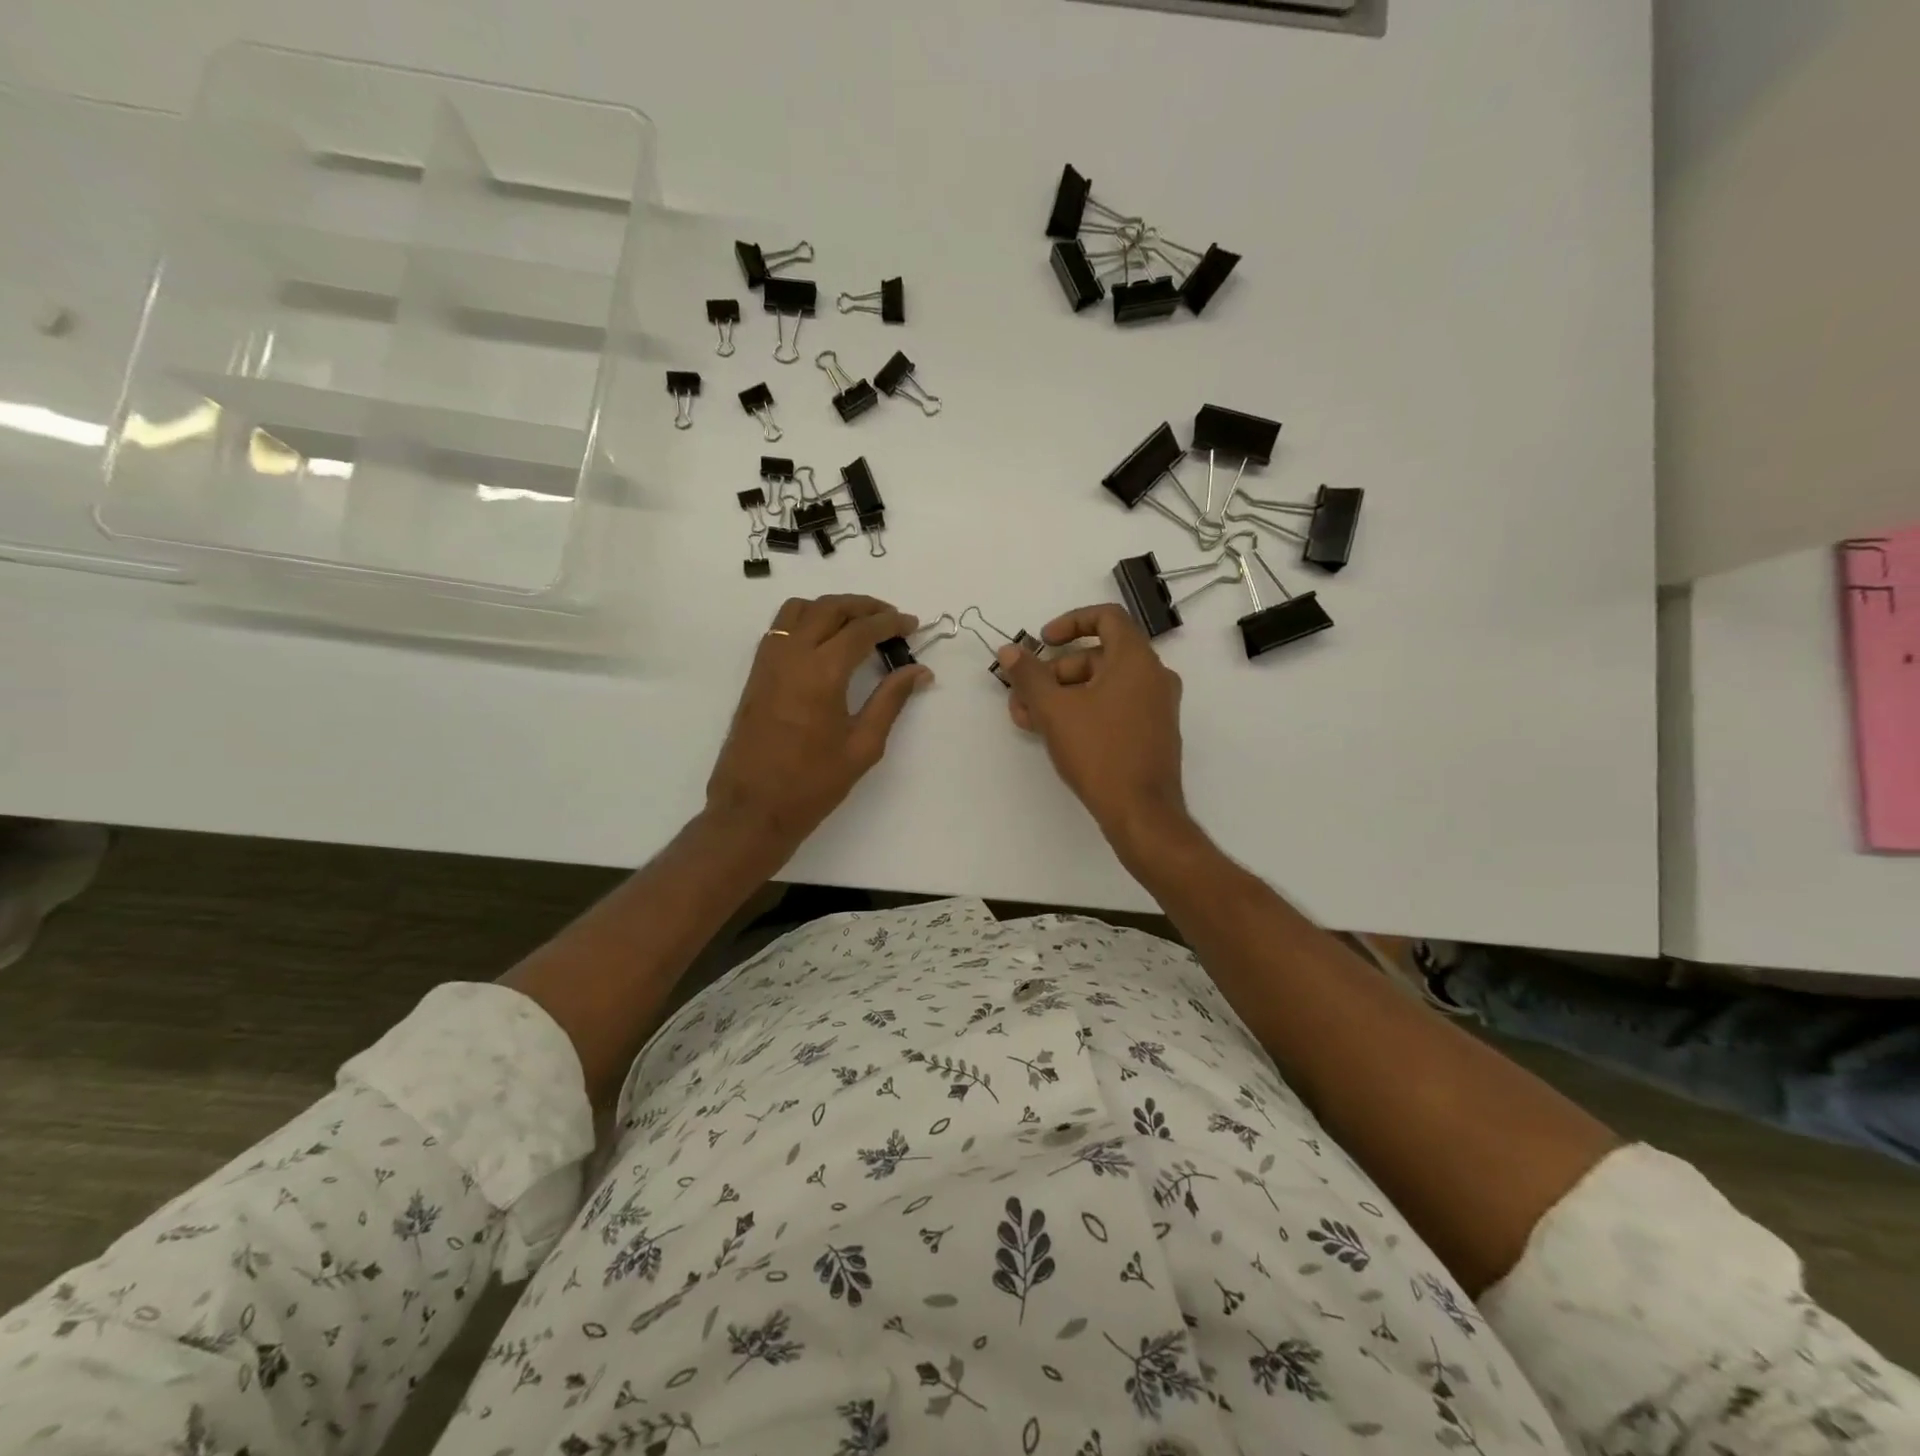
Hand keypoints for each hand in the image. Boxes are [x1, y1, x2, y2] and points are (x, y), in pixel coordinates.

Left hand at [705, 595, 931, 858]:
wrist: (753, 807)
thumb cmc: (813, 782)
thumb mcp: (863, 745)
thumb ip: (891, 700)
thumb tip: (919, 671)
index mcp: (822, 672)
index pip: (861, 630)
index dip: (890, 622)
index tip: (913, 625)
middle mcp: (792, 655)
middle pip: (830, 608)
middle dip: (864, 606)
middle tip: (890, 618)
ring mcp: (768, 661)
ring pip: (800, 609)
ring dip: (832, 607)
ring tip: (858, 623)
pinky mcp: (756, 672)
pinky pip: (781, 627)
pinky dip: (807, 619)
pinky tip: (825, 640)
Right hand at [997, 604, 1190, 852]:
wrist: (1141, 811)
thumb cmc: (1099, 752)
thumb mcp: (1054, 710)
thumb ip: (1029, 675)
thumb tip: (1009, 650)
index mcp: (1136, 659)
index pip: (1106, 617)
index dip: (1070, 622)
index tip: (1042, 641)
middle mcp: (1153, 676)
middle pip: (1097, 656)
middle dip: (1054, 672)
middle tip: (1023, 695)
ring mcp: (1156, 706)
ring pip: (1102, 686)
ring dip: (1062, 695)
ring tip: (1028, 720)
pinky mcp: (1152, 732)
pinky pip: (1114, 707)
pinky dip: (1084, 711)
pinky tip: (1054, 734)